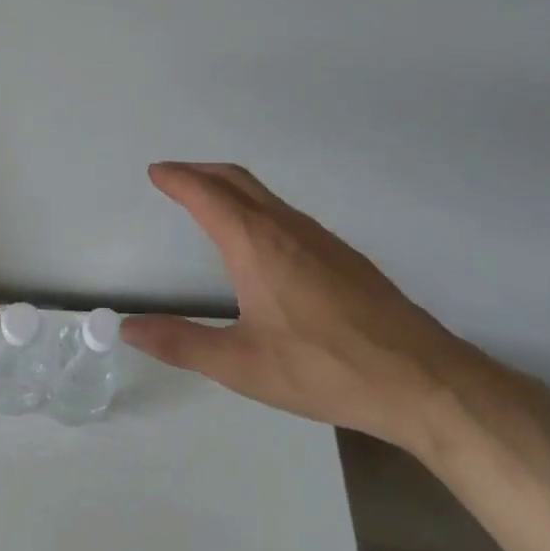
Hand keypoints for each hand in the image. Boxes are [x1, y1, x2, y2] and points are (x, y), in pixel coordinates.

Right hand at [121, 162, 487, 453]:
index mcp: (254, 243)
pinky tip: (261, 240)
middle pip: (236, 180)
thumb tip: (129, 328)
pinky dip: (256, 205)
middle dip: (201, 171)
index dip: (177, 179)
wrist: (420, 379)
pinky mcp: (343, 254)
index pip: (205, 195)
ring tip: (209, 200)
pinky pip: (286, 212)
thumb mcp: (241, 365)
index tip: (156, 171)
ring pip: (265, 194)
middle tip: (175, 176)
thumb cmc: (322, 368)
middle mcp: (285, 226)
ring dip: (229, 186)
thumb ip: (181, 344)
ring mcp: (319, 237)